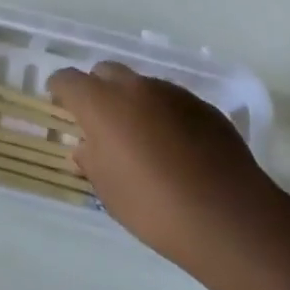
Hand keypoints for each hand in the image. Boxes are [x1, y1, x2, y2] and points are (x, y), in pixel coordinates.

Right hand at [49, 62, 275, 273]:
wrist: (229, 217)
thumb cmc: (155, 208)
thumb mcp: (109, 192)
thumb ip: (91, 161)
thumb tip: (86, 146)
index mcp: (101, 103)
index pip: (68, 80)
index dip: (60, 90)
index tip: (60, 104)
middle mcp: (134, 87)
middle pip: (105, 72)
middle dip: (98, 89)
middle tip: (101, 122)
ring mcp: (171, 92)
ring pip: (141, 86)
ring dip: (133, 103)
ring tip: (142, 138)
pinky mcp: (202, 105)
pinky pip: (171, 101)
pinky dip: (164, 115)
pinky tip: (176, 148)